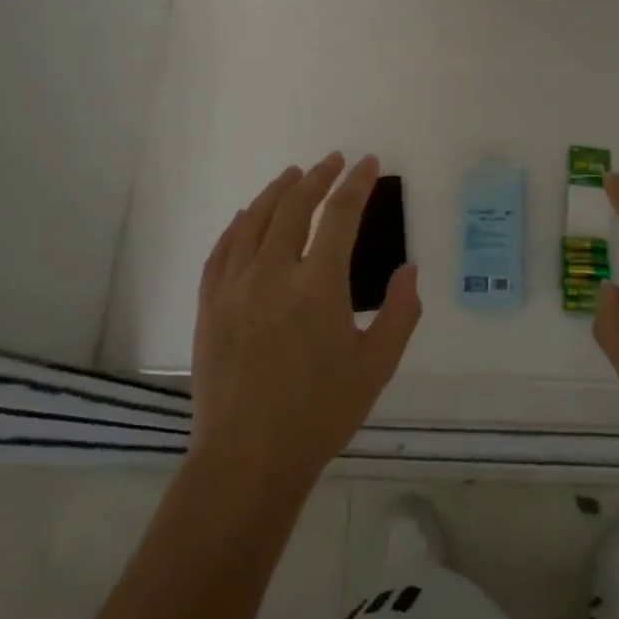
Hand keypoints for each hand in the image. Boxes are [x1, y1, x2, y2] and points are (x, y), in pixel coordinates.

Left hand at [188, 153, 421, 496]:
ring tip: (292, 175)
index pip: (340, 215)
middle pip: (294, 207)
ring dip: (276, 192)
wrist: (248, 457)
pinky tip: (246, 217)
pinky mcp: (209, 306)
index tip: (368, 163)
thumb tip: (409, 269)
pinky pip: (221, 251)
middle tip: (332, 161)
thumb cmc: (321, 413)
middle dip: (317, 177)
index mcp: (319, 285)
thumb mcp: (377, 366)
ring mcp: (234, 287)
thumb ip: (400, 313)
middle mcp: (273, 274)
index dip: (357, 184)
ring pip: (254, 221)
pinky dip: (237, 225)